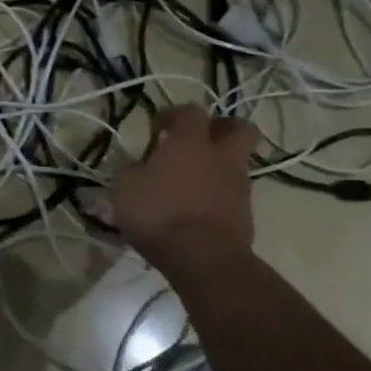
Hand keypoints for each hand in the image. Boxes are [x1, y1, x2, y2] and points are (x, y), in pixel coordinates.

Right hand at [111, 106, 259, 281]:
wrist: (203, 259)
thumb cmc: (159, 214)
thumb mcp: (124, 188)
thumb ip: (130, 170)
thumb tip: (135, 165)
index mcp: (190, 142)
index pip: (189, 111)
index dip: (172, 115)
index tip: (156, 131)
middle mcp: (220, 156)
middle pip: (238, 128)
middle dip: (222, 128)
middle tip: (199, 141)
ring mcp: (238, 185)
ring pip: (236, 163)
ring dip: (218, 166)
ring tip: (191, 183)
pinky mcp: (246, 214)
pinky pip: (233, 194)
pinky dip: (219, 196)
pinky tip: (197, 210)